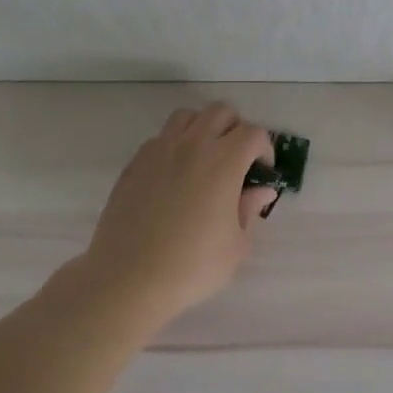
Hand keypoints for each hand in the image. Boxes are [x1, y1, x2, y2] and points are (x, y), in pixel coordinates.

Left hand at [75, 103, 278, 321]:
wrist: (128, 279)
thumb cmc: (192, 266)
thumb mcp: (236, 245)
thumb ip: (251, 210)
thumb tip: (261, 190)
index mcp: (224, 162)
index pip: (253, 133)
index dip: (264, 149)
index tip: (262, 172)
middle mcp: (192, 146)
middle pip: (221, 112)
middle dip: (236, 129)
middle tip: (237, 160)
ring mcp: (159, 151)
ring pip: (187, 117)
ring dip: (203, 129)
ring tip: (205, 159)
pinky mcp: (134, 164)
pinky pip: (160, 138)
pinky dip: (175, 145)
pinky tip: (175, 176)